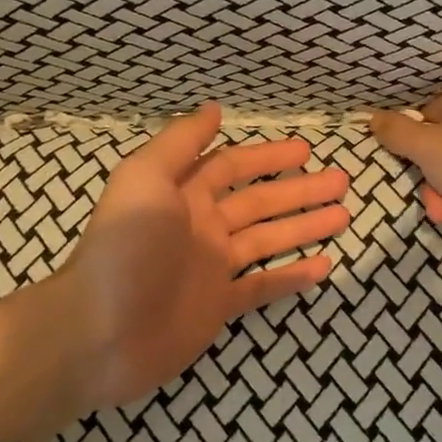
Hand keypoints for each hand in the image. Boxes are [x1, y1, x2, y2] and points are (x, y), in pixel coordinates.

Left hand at [58, 103, 349, 411]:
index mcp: (184, 195)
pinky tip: (323, 266)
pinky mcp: (218, 307)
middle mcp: (201, 227)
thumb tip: (214, 107)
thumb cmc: (125, 248)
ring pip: (268, 239)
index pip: (232, 167)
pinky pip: (262, 286)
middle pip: (259, 202)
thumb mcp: (145, 179)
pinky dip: (292, 276)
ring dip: (304, 225)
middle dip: (299, 189)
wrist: (98, 334)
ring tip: (343, 215)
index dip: (268, 156)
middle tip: (341, 180)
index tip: (306, 150)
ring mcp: (211, 269)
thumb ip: (181, 143)